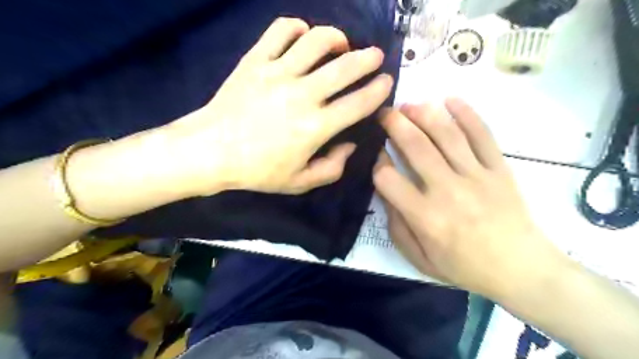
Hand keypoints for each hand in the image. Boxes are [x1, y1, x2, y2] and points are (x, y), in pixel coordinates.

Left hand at [163, 17, 395, 195]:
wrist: (211, 151)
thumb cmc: (257, 171)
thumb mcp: (300, 183)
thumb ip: (332, 168)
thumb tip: (349, 145)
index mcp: (315, 127)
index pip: (359, 103)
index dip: (379, 90)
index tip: (387, 82)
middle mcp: (302, 95)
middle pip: (346, 66)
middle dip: (368, 58)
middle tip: (375, 56)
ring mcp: (277, 73)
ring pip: (316, 40)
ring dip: (337, 37)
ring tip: (341, 44)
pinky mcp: (256, 61)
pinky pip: (280, 31)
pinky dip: (297, 27)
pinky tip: (303, 35)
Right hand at [376, 99, 562, 299]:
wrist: (522, 270)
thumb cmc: (465, 267)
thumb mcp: (420, 260)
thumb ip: (397, 226)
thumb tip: (385, 193)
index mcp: (425, 217)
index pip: (388, 179)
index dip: (376, 162)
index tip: (376, 154)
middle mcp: (448, 191)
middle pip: (416, 147)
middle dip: (395, 124)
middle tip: (385, 113)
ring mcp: (477, 176)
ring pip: (447, 135)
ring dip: (424, 114)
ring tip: (410, 105)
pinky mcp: (499, 169)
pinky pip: (483, 135)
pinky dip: (467, 114)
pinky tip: (451, 100)